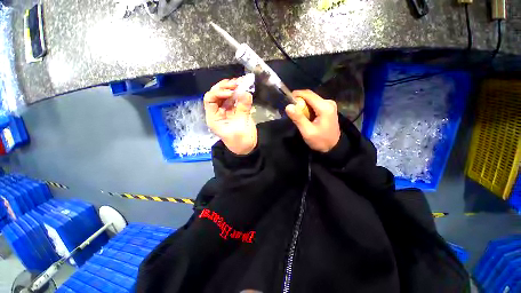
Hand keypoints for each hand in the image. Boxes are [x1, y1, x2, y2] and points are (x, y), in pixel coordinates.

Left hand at [204, 78, 256, 154]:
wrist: (248, 148)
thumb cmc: (240, 141)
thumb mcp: (241, 126)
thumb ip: (243, 109)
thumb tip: (246, 93)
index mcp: (214, 117)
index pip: (210, 99)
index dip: (218, 92)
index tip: (231, 93)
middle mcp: (218, 112)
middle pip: (217, 94)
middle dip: (225, 87)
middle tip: (236, 83)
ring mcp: (227, 110)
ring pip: (226, 95)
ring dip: (232, 88)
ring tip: (241, 82)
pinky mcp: (236, 110)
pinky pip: (236, 99)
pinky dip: (240, 93)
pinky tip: (244, 87)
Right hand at [285, 90, 340, 152]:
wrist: (334, 147)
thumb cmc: (320, 140)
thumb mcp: (307, 131)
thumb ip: (298, 118)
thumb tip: (288, 106)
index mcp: (324, 107)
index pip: (308, 94)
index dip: (297, 94)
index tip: (287, 99)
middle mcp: (328, 102)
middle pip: (310, 96)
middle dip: (299, 101)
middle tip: (291, 110)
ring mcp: (329, 105)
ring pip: (312, 100)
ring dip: (303, 105)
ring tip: (297, 114)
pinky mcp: (328, 108)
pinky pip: (315, 104)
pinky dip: (308, 108)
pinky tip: (305, 115)